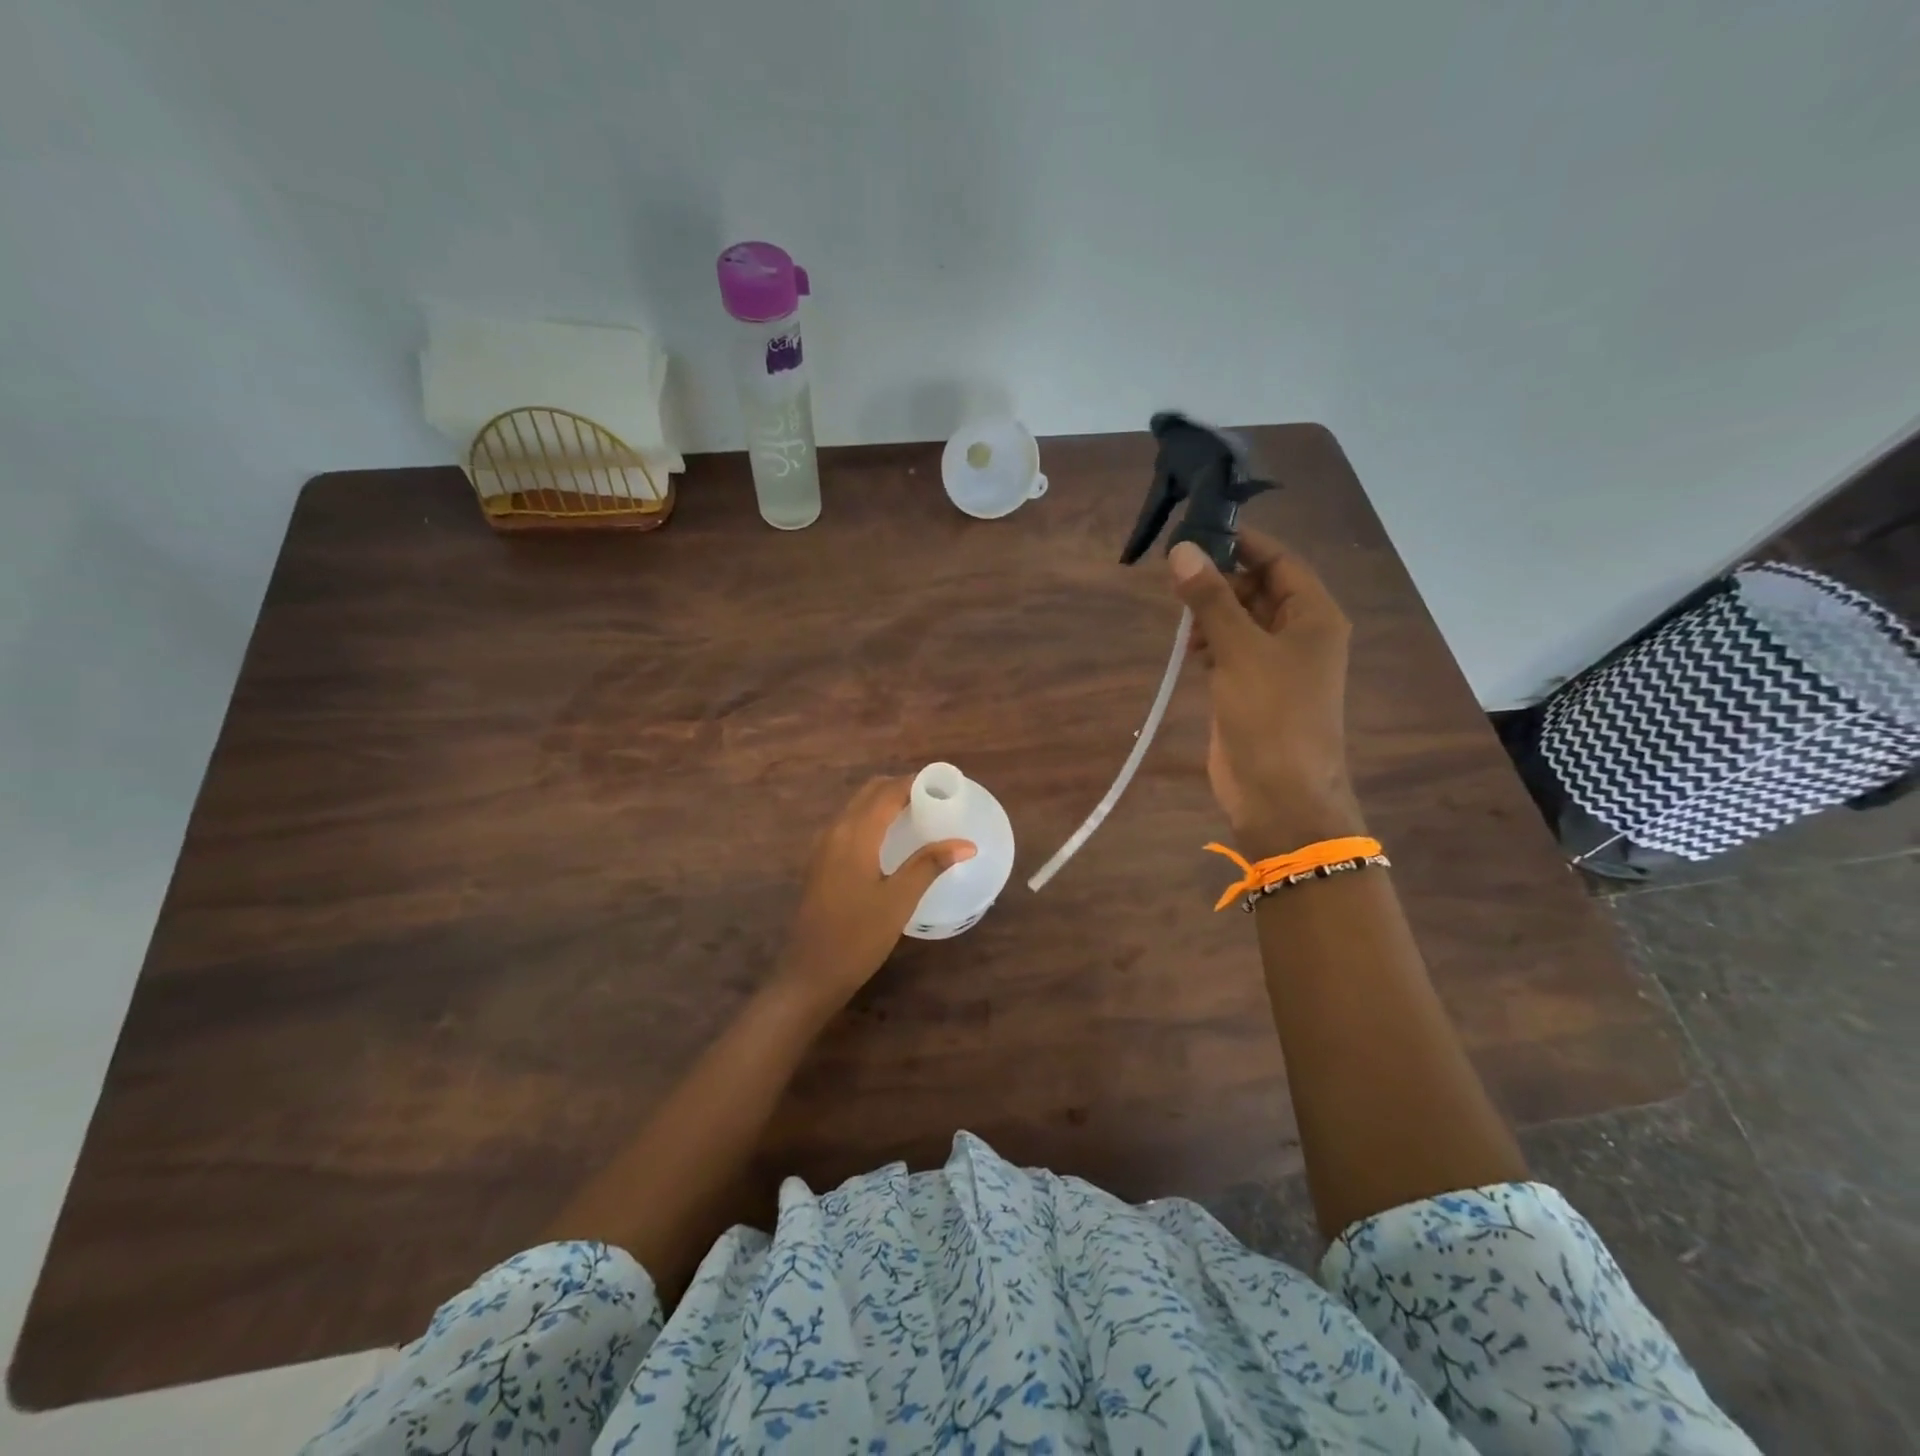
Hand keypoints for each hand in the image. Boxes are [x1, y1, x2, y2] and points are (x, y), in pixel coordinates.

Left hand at [776, 777, 975, 1009]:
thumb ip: (929, 865)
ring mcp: (823, 847)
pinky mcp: (820, 863)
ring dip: (885, 802)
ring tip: (917, 815)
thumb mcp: (899, 901)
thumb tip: (965, 843)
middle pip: (869, 793)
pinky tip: (890, 840)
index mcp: (854, 834)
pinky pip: (848, 825)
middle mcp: (835, 831)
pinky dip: (871, 819)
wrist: (810, 973)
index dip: (916, 783)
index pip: (887, 792)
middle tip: (934, 799)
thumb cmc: (858, 937)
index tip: (945, 785)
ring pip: (856, 808)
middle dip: (901, 788)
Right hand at [1170, 531, 1364, 854]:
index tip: (1197, 535)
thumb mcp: (1240, 650)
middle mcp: (1299, 635)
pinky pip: (1232, 651)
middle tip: (1177, 579)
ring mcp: (1276, 665)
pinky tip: (1190, 649)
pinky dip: (1211, 643)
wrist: (1279, 794)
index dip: (1242, 545)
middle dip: (1221, 581)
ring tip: (1182, 619)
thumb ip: (1210, 599)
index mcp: (1314, 617)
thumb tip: (1182, 550)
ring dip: (1212, 614)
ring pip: (1242, 621)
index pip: (1279, 562)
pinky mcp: (1252, 690)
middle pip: (1259, 589)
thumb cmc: (1270, 715)